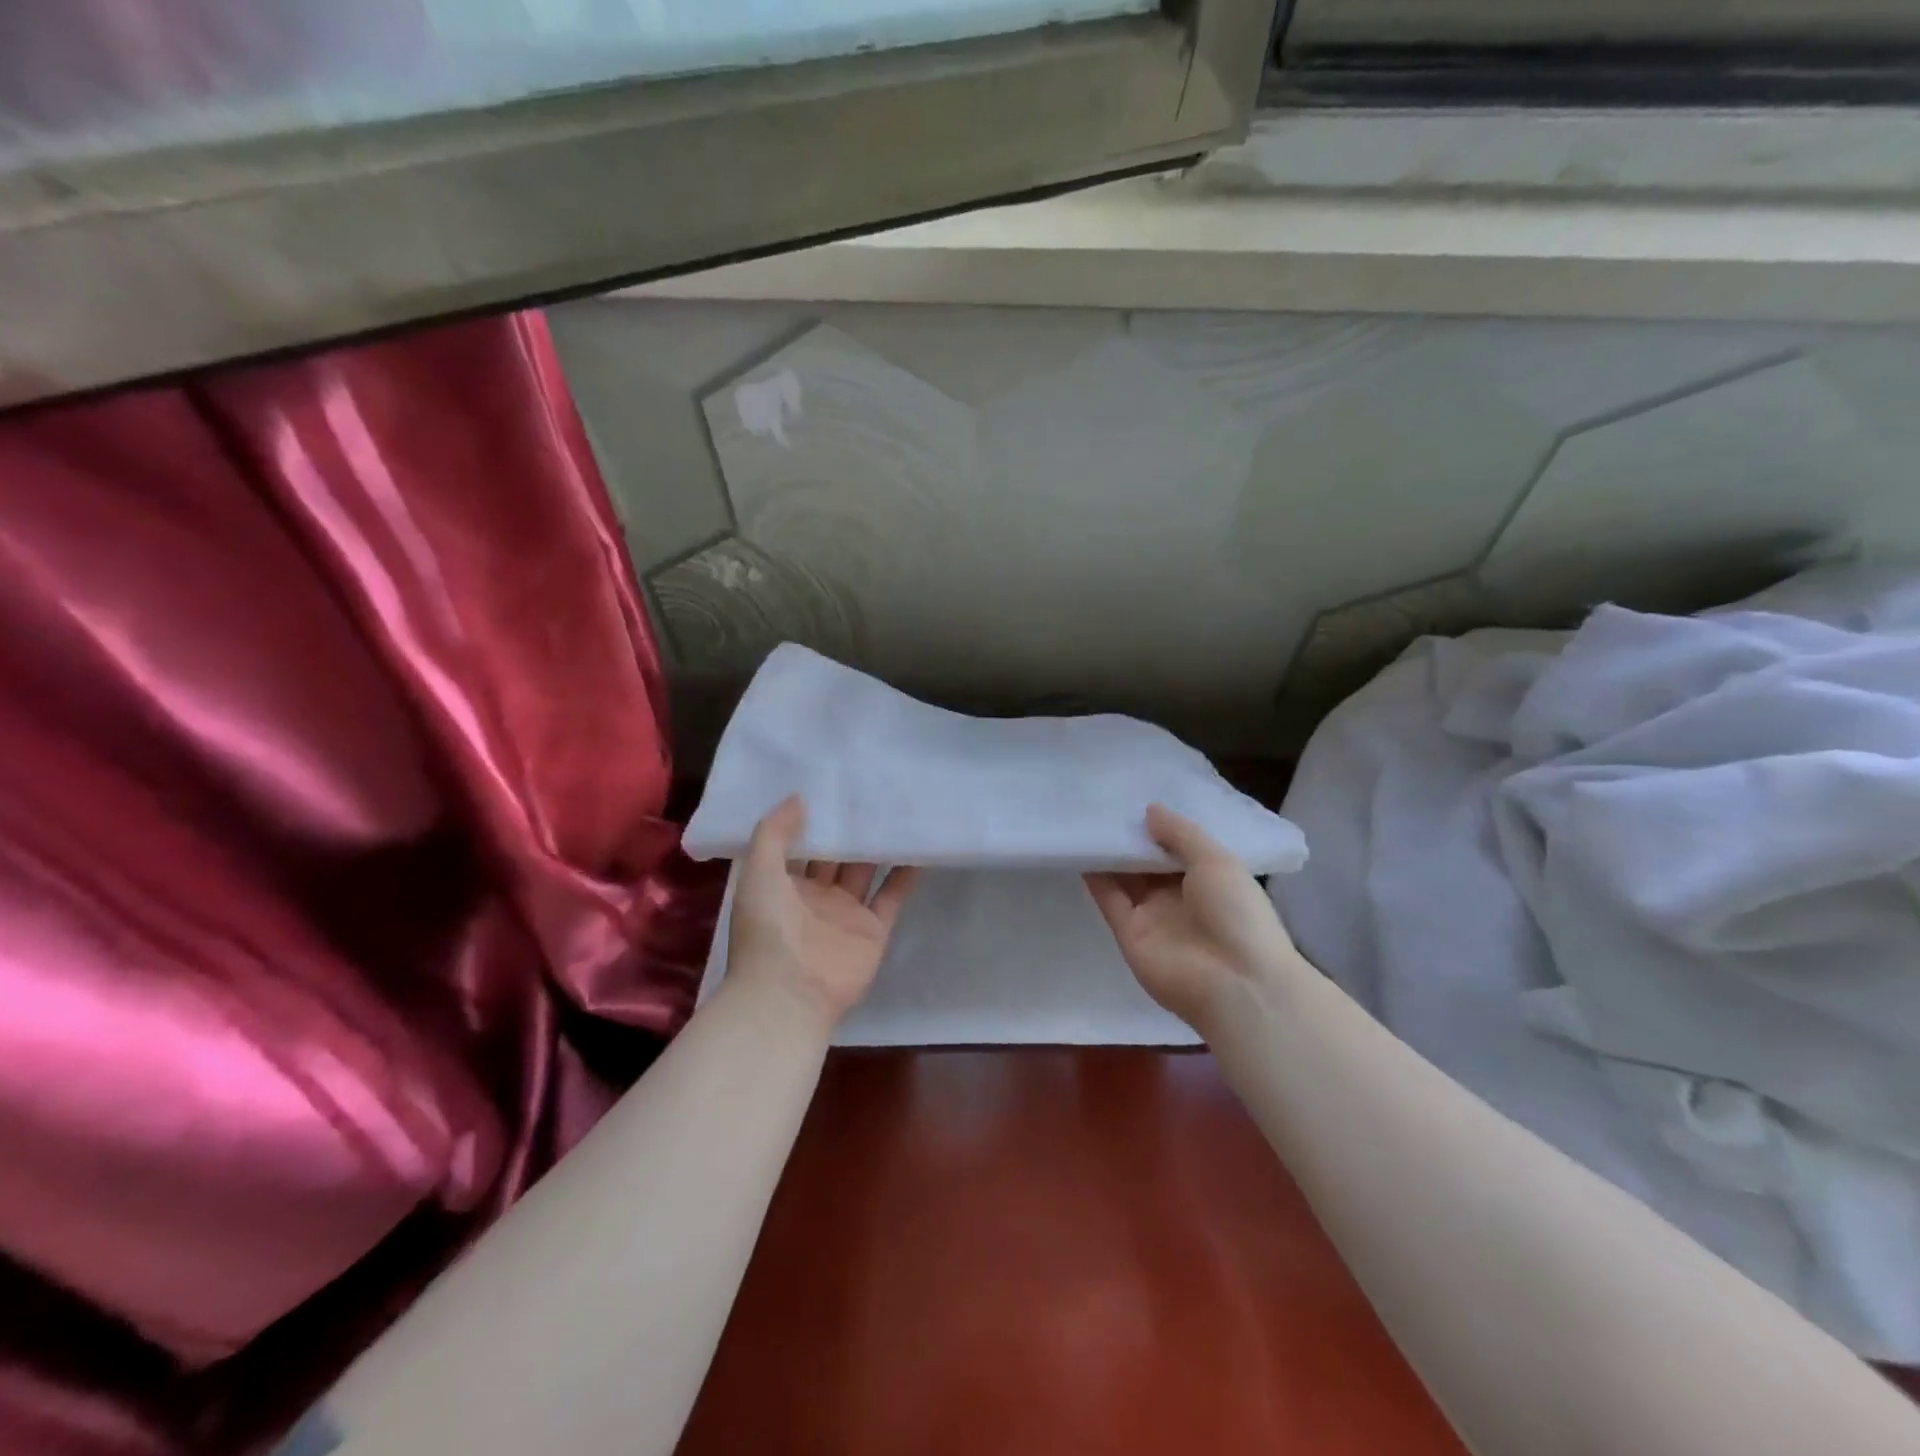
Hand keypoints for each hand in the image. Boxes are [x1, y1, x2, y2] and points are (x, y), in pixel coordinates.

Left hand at [727, 797, 917, 1029]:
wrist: (789, 994)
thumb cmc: (768, 929)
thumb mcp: (757, 872)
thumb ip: (774, 833)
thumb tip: (799, 797)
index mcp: (783, 883)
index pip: (801, 842)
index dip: (816, 816)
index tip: (834, 784)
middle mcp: (816, 895)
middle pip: (837, 854)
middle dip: (852, 827)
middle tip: (873, 788)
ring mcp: (847, 912)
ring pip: (867, 870)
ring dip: (880, 845)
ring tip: (900, 809)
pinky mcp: (874, 929)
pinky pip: (893, 894)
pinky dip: (906, 873)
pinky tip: (920, 846)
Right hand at [1084, 805, 1300, 1031]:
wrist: (1235, 985)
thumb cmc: (1237, 914)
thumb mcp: (1217, 861)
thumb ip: (1181, 834)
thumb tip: (1149, 811)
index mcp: (1210, 879)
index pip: (1178, 847)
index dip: (1159, 826)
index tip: (1135, 798)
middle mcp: (1180, 896)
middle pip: (1148, 862)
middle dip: (1131, 837)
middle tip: (1104, 803)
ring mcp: (1153, 916)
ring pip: (1126, 878)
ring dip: (1110, 854)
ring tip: (1087, 820)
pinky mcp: (1129, 934)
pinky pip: (1110, 900)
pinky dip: (1096, 878)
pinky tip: (1082, 850)